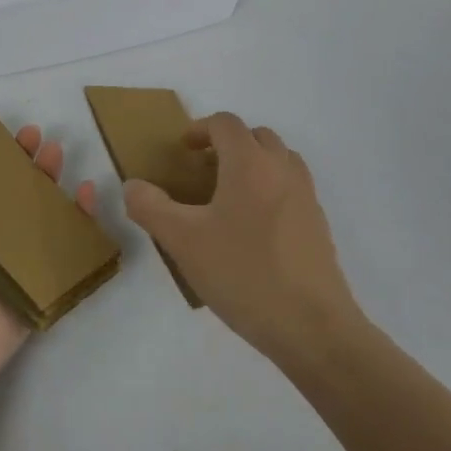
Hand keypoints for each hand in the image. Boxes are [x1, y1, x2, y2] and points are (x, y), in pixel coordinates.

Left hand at [0, 100, 97, 394]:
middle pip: (0, 183)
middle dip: (15, 155)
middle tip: (30, 133)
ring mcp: (8, 254)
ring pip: (33, 206)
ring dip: (46, 176)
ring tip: (55, 151)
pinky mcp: (36, 276)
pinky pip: (62, 241)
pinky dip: (79, 216)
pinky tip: (85, 191)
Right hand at [124, 112, 360, 367]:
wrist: (312, 326)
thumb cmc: (243, 273)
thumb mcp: (182, 241)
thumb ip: (150, 207)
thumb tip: (132, 185)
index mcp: (250, 163)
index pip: (225, 124)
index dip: (200, 129)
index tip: (183, 150)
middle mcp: (282, 169)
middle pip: (256, 136)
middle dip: (228, 144)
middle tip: (203, 170)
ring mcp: (306, 196)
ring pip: (279, 160)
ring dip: (253, 164)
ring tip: (228, 196)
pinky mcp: (318, 224)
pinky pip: (292, 188)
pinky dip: (271, 189)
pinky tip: (253, 229)